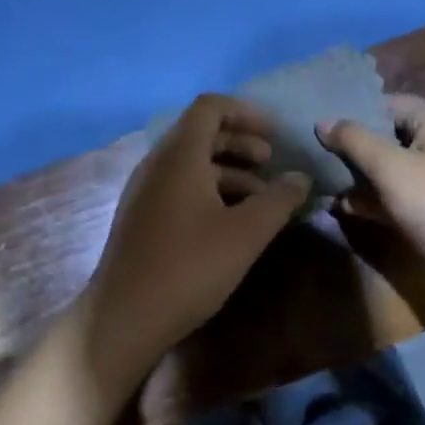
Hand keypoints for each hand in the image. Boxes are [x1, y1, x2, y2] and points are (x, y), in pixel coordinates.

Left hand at [77, 95, 310, 394]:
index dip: (245, 112)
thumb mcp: (246, 233)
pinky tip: (231, 220)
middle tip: (271, 162)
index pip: (210, 106)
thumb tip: (301, 177)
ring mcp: (145, 189)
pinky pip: (179, 184)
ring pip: (191, 161)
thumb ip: (278, 199)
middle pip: (201, 132)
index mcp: (180, 154)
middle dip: (240, 141)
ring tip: (260, 197)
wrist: (124, 318)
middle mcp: (158, 162)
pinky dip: (209, 188)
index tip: (274, 133)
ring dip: (228, 169)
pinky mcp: (141, 215)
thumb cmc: (189, 266)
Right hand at [317, 94, 424, 289]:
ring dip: (358, 175)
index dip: (350, 112)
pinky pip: (396, 192)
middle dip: (350, 147)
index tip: (316, 125)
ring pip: (388, 166)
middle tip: (312, 153)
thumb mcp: (390, 168)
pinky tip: (341, 206)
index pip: (383, 103)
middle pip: (384, 134)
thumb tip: (323, 121)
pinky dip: (373, 197)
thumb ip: (354, 141)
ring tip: (319, 181)